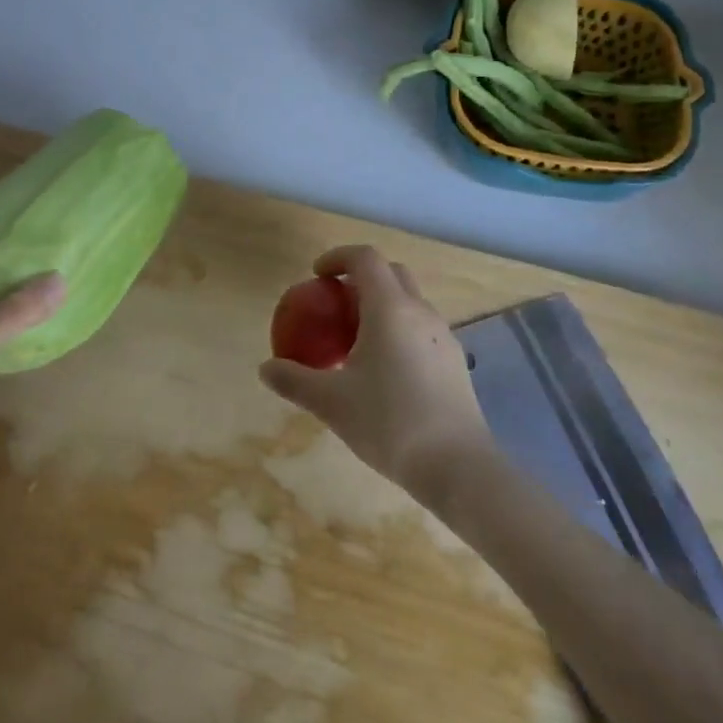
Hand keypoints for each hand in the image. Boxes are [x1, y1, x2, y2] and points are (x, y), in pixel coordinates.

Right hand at [259, 245, 492, 502]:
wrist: (456, 465)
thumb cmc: (388, 422)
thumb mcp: (331, 403)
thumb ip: (294, 380)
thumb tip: (265, 369)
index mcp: (389, 308)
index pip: (365, 258)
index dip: (338, 257)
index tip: (317, 275)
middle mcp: (420, 312)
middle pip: (391, 273)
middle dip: (361, 277)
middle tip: (335, 304)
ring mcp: (443, 336)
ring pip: (410, 302)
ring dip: (382, 305)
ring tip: (357, 340)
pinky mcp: (454, 361)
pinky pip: (421, 329)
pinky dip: (399, 330)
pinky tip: (385, 370)